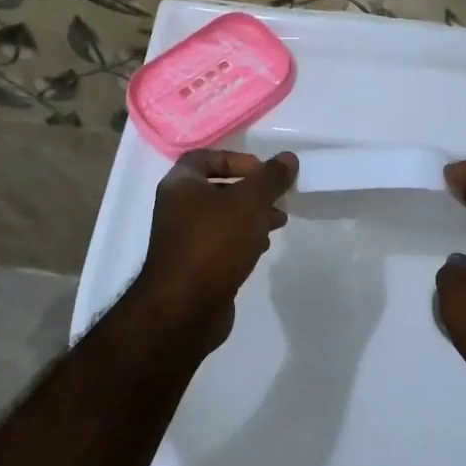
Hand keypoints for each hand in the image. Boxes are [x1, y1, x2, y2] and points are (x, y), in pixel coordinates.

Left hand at [135, 149, 296, 350]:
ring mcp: (184, 239)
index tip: (262, 171)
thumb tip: (288, 158)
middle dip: (251, 191)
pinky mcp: (195, 266)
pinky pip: (222, 243)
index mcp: (180, 185)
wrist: (185, 307)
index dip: (235, 158)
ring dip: (251, 216)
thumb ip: (270, 178)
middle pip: (218, 188)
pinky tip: (262, 247)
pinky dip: (243, 239)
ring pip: (223, 218)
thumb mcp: (249, 203)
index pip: (205, 157)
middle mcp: (177, 208)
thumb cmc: (214, 243)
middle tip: (278, 198)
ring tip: (279, 222)